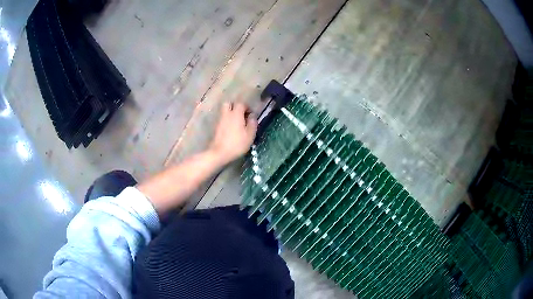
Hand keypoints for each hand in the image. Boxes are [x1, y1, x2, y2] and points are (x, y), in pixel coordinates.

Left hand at [208, 102, 257, 164]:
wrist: (219, 153)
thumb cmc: (237, 143)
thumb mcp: (250, 134)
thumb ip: (252, 123)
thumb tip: (252, 116)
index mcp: (236, 114)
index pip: (241, 103)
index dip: (247, 107)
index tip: (251, 115)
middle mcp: (227, 114)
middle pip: (229, 103)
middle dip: (235, 106)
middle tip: (241, 115)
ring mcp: (220, 120)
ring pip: (224, 111)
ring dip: (231, 113)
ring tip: (237, 122)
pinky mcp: (216, 127)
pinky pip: (222, 119)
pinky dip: (227, 120)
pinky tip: (232, 129)